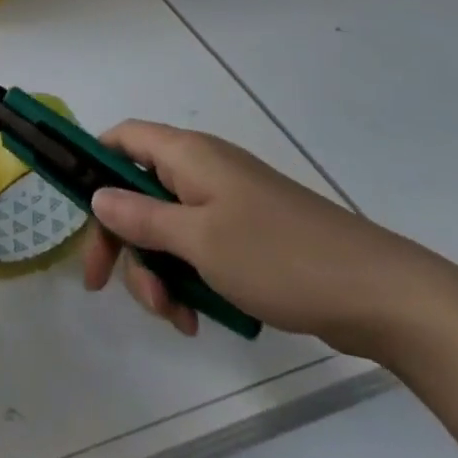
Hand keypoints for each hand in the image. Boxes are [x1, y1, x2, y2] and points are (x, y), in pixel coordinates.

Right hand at [82, 121, 441, 354]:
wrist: (380, 294)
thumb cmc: (279, 256)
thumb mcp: (198, 239)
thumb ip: (141, 217)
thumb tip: (98, 195)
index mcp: (188, 155)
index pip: (122, 138)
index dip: (93, 164)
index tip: (78, 210)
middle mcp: (203, 171)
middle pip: (137, 192)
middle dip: (122, 240)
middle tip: (107, 285)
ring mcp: (227, 205)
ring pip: (166, 229)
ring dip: (156, 270)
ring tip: (172, 315)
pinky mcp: (248, 237)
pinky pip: (197, 250)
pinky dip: (187, 280)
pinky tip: (196, 319)